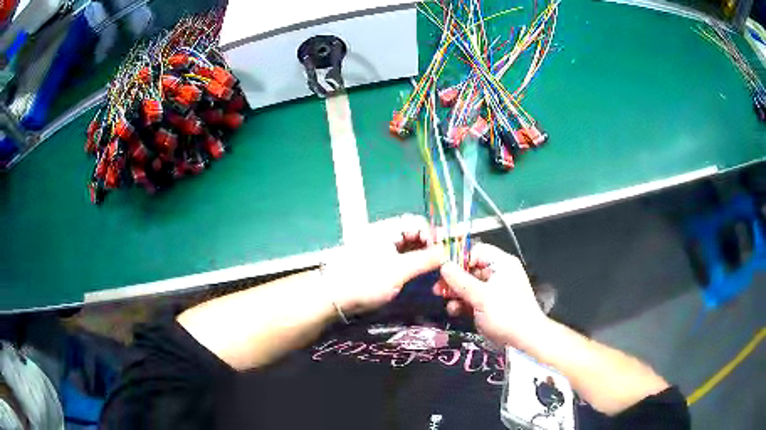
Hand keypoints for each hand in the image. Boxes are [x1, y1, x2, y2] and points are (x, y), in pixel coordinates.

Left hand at [323, 215, 445, 315]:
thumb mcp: (399, 271)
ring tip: (430, 270)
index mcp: (386, 229)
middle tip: (439, 263)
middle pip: (411, 232)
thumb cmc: (366, 282)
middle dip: (427, 245)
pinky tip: (415, 272)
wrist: (333, 298)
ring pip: (405, 245)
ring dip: (419, 254)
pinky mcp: (374, 260)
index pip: (416, 222)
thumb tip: (446, 252)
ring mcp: (377, 247)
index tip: (441, 254)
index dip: (432, 235)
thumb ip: (424, 260)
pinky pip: (397, 255)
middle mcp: (382, 233)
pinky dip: (409, 261)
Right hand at [433, 243, 547, 348]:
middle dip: (454, 279)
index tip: (443, 270)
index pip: (477, 251)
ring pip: (470, 285)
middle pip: (471, 268)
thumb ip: (460, 280)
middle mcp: (499, 273)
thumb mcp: (480, 296)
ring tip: (444, 300)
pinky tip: (454, 311)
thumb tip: (443, 265)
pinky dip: (464, 303)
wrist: (525, 338)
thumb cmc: (505, 313)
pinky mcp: (492, 304)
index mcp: (501, 263)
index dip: (459, 258)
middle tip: (438, 288)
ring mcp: (495, 289)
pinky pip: (474, 298)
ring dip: (456, 292)